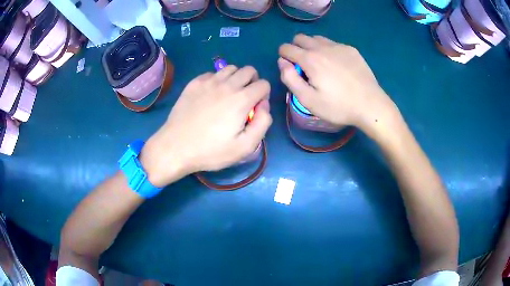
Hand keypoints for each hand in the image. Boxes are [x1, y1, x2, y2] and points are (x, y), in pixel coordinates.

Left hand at [141, 66, 271, 186]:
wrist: (176, 147)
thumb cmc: (211, 151)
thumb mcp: (245, 146)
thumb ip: (262, 123)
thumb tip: (264, 105)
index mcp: (242, 99)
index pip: (264, 84)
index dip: (264, 96)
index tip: (255, 109)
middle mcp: (227, 84)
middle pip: (249, 70)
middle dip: (253, 82)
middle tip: (245, 99)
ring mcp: (208, 82)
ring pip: (230, 68)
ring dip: (236, 78)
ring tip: (229, 95)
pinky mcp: (194, 83)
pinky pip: (212, 73)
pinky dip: (217, 80)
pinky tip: (211, 95)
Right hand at [278, 34, 397, 130]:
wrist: (370, 105)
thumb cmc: (338, 106)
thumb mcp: (308, 100)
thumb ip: (290, 78)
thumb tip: (282, 62)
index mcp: (310, 59)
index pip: (286, 48)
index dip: (284, 57)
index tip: (292, 70)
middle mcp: (322, 47)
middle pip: (300, 38)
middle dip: (296, 48)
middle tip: (305, 67)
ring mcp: (339, 46)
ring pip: (317, 38)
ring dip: (312, 48)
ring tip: (321, 65)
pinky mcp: (351, 50)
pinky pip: (333, 44)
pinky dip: (329, 50)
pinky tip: (338, 66)